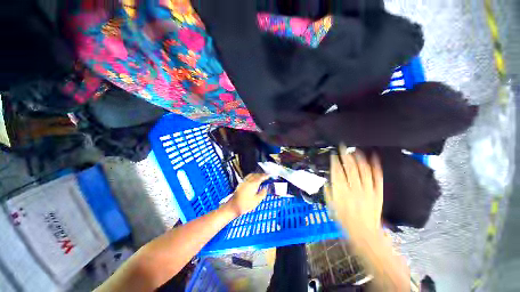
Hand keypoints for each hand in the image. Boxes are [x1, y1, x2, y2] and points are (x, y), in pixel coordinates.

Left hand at [227, 173, 269, 216]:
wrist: (233, 207)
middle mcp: (248, 181)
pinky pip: (248, 177)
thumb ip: (262, 193)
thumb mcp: (257, 201)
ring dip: (256, 174)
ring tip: (260, 176)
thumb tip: (265, 188)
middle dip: (261, 174)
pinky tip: (253, 179)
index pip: (260, 177)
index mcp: (253, 184)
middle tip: (266, 176)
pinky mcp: (240, 184)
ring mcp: (243, 182)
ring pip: (251, 175)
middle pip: (256, 175)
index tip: (269, 175)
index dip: (265, 176)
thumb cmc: (246, 205)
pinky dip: (252, 176)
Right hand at [325, 145, 382, 237]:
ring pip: (363, 169)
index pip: (337, 171)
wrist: (365, 233)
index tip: (333, 154)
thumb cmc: (345, 220)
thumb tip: (327, 181)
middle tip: (343, 146)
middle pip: (350, 167)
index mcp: (341, 191)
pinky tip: (374, 157)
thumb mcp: (331, 207)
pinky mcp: (378, 192)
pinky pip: (378, 177)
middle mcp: (354, 188)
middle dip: (345, 155)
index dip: (334, 161)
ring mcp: (368, 190)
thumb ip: (328, 192)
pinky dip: (376, 166)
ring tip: (355, 149)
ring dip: (359, 158)